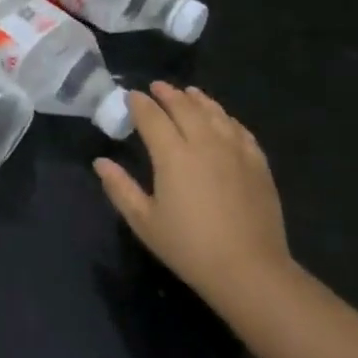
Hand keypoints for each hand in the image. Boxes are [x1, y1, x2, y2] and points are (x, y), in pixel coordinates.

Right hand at [94, 83, 292, 320]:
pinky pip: (240, 130)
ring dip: (198, 100)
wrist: (249, 270)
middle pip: (184, 107)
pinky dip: (226, 118)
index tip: (130, 96)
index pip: (151, 117)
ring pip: (214, 113)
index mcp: (172, 154)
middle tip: (157, 87)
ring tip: (189, 93)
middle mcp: (204, 142)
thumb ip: (120, 188)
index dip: (139, 103)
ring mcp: (235, 150)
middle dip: (168, 94)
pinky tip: (223, 119)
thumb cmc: (189, 247)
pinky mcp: (257, 163)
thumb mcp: (145, 222)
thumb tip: (100, 162)